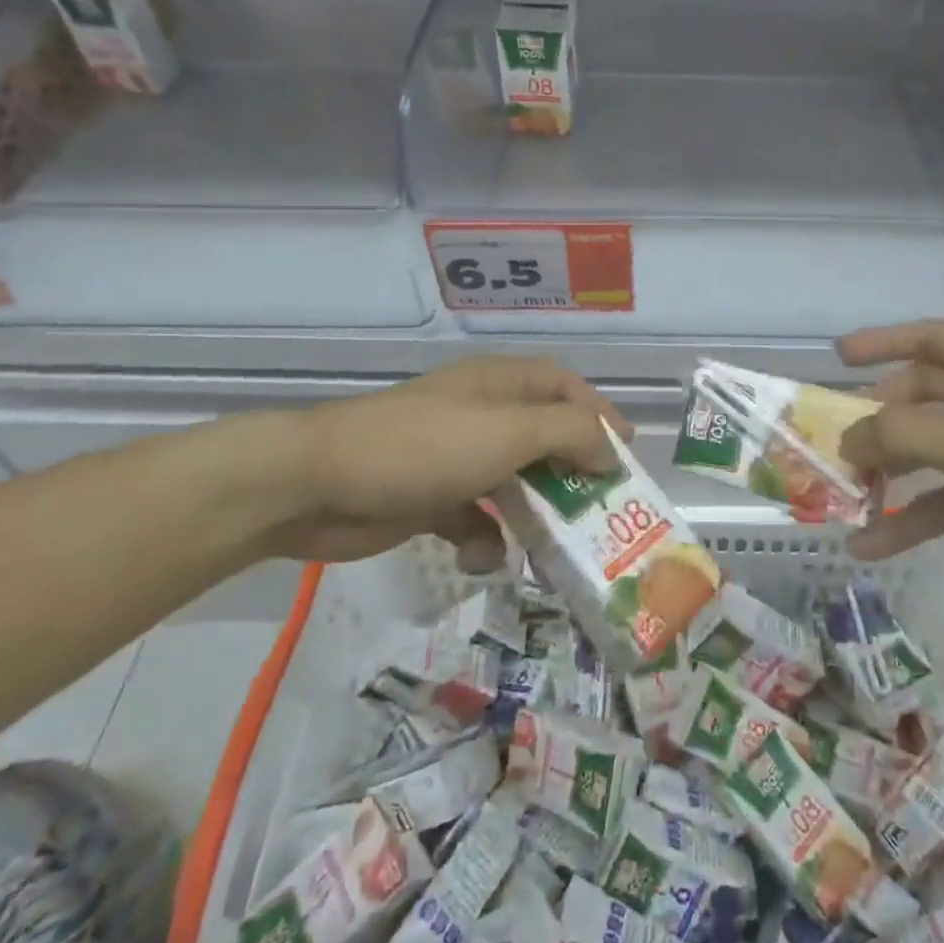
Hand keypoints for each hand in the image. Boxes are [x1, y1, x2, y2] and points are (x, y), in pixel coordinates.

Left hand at [272, 357, 627, 566]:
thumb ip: (570, 433)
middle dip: (573, 474)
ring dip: (535, 515)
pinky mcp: (430, 498)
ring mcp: (455, 457)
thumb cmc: (426, 446)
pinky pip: (474, 517)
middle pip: (544, 438)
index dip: (599, 414)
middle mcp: (483, 415)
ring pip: (513, 484)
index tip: (627, 455)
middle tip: (603, 513)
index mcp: (502, 384)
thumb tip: (609, 450)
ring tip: (559, 553)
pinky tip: (484, 558)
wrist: (317, 483)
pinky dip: (485, 538)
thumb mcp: (509, 431)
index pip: (565, 387)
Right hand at [836, 321, 943, 612]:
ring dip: (891, 475)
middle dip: (879, 422)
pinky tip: (875, 543)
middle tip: (835, 445)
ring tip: (846, 499)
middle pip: (922, 397)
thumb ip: (902, 435)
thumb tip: (846, 439)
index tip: (837, 358)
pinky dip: (916, 517)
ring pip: (933, 450)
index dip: (880, 344)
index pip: (928, 338)